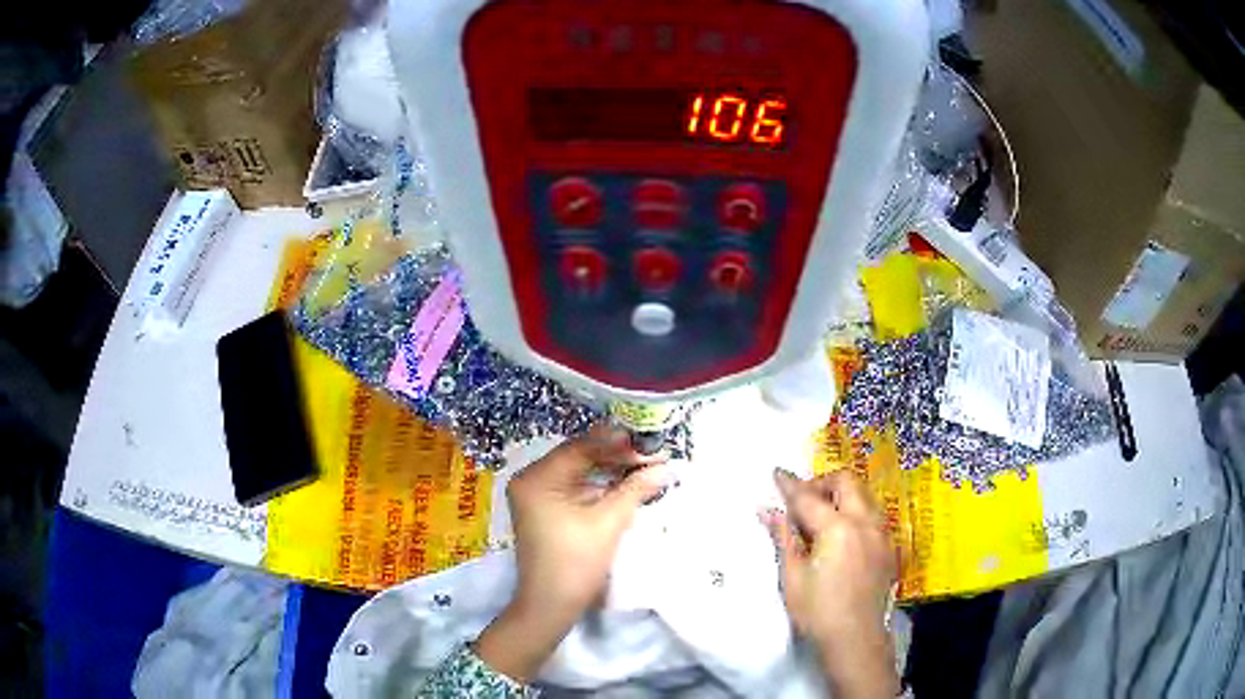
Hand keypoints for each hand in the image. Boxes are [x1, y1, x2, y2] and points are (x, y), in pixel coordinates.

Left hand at [475, 425, 669, 681]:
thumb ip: (636, 488)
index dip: (618, 444)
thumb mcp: (609, 522)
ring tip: (643, 466)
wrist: (551, 605)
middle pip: (578, 457)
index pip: (581, 447)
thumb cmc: (576, 563)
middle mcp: (530, 479)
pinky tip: (624, 483)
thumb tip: (667, 466)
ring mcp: (534, 495)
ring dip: (609, 470)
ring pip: (578, 472)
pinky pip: (573, 487)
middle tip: (651, 455)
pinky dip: (598, 485)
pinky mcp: (543, 509)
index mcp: (537, 478)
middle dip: (615, 456)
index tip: (650, 443)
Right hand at [763, 469, 898, 698]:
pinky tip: (842, 537)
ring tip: (821, 517)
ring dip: (841, 495)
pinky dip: (855, 512)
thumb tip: (768, 510)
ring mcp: (882, 533)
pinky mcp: (889, 547)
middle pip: (846, 482)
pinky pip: (873, 515)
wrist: (856, 639)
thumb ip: (784, 538)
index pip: (809, 497)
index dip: (790, 485)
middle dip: (822, 482)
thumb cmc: (818, 612)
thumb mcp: (793, 577)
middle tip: (802, 500)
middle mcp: (866, 522)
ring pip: (864, 496)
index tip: (777, 473)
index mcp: (839, 528)